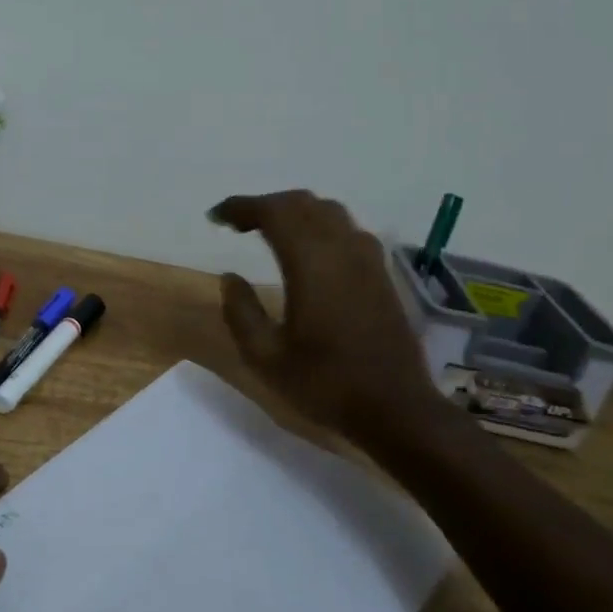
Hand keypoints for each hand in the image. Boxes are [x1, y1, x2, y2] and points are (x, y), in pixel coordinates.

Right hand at [211, 190, 439, 437]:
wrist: (396, 408)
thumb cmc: (325, 383)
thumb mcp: (265, 358)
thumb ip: (241, 312)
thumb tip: (230, 277)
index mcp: (311, 263)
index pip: (273, 213)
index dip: (241, 207)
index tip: (216, 217)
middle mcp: (341, 249)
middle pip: (301, 203)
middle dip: (266, 205)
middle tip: (238, 224)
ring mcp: (367, 259)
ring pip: (328, 211)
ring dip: (295, 212)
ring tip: (270, 231)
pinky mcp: (381, 273)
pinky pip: (347, 230)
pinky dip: (320, 225)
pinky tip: (310, 252)